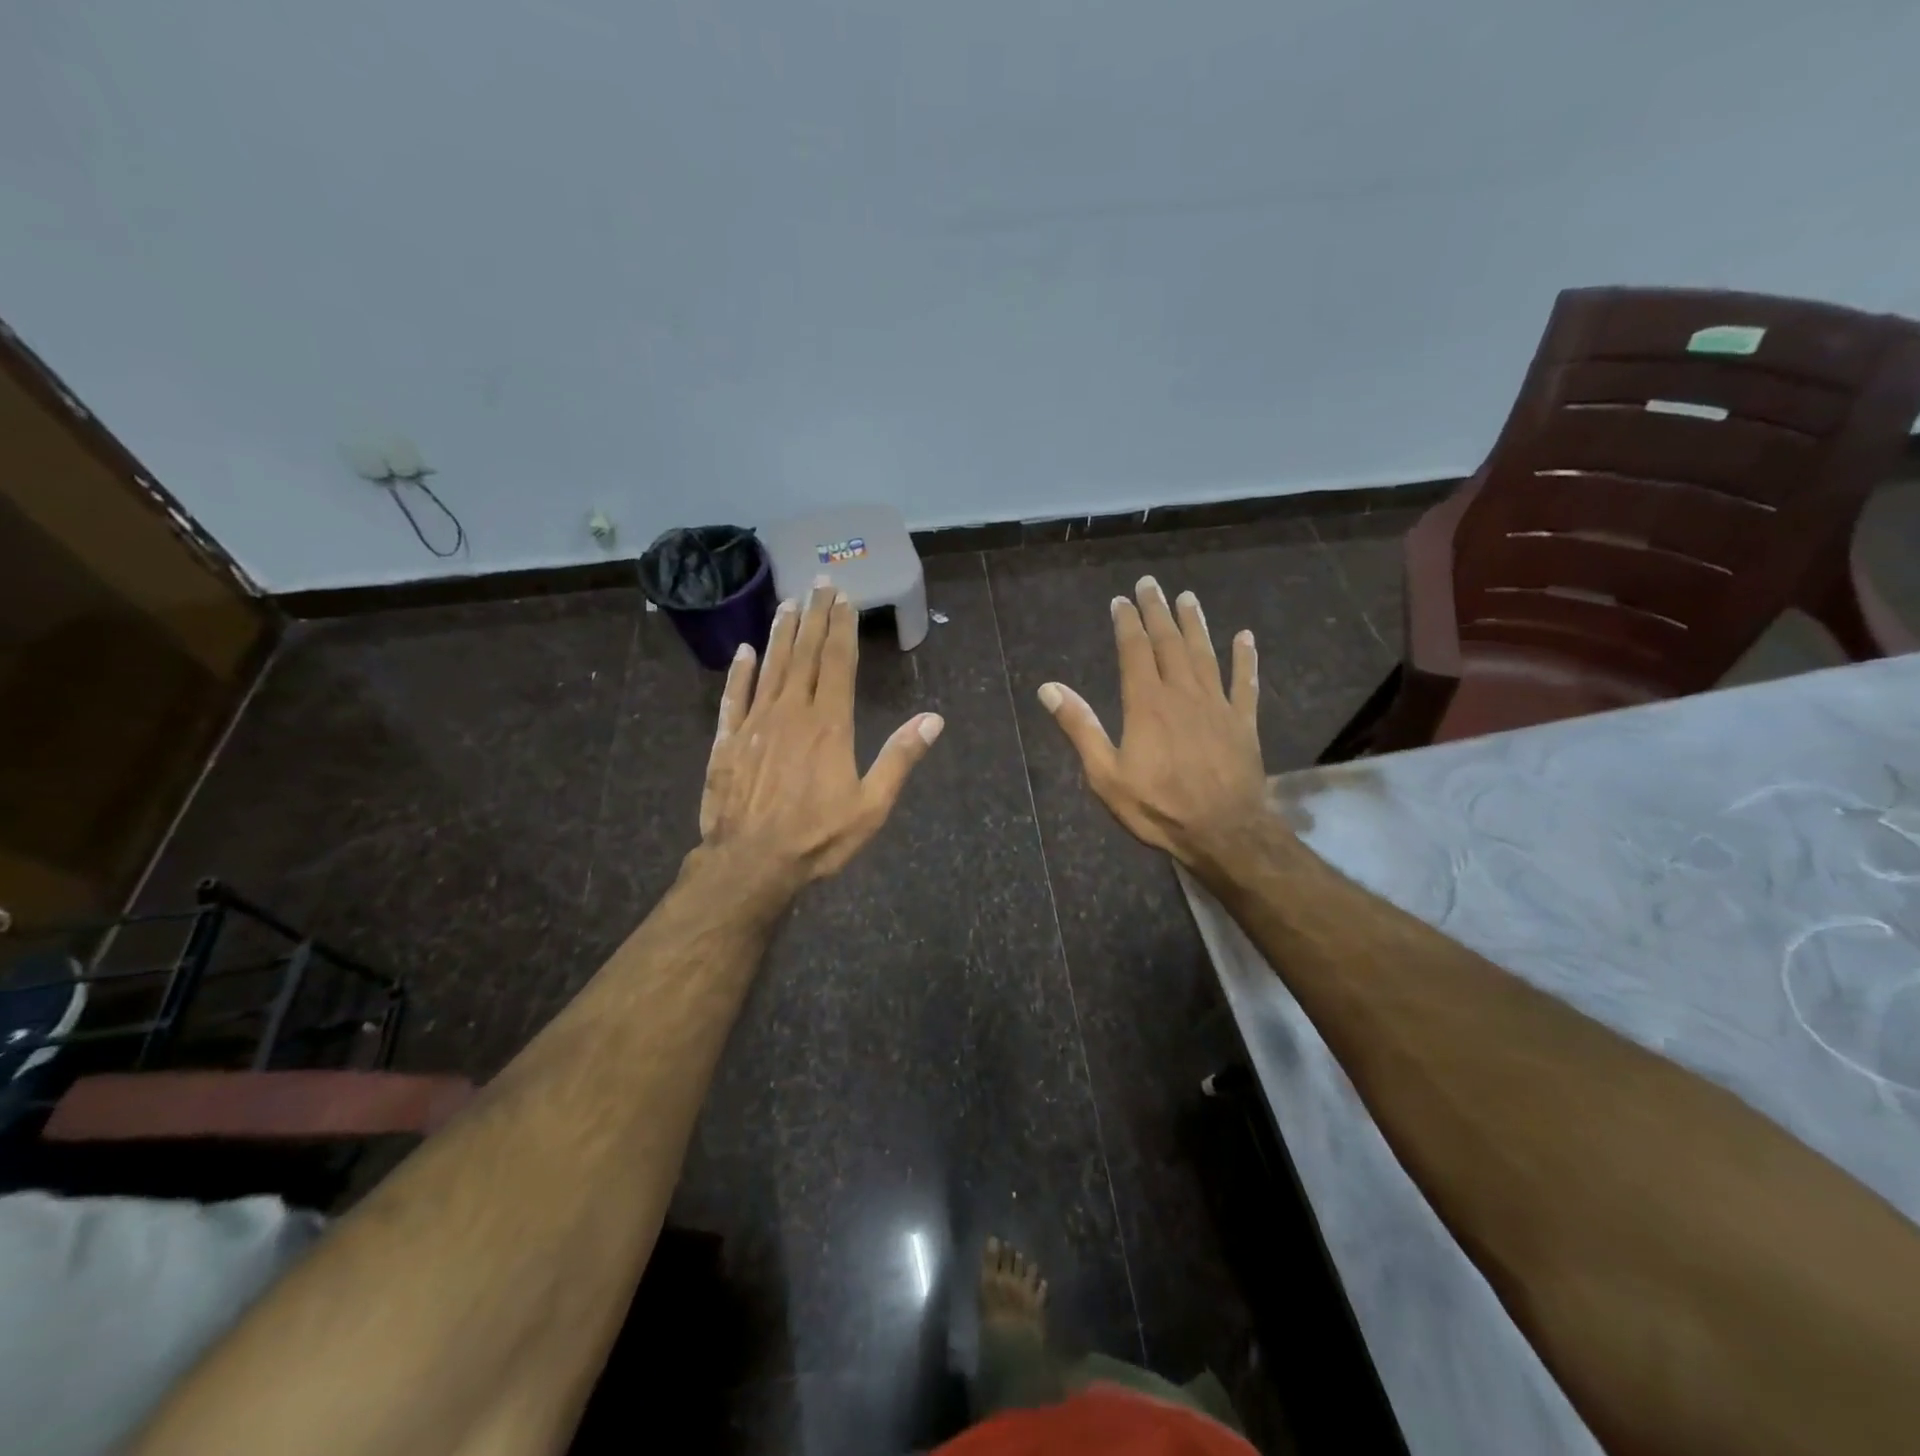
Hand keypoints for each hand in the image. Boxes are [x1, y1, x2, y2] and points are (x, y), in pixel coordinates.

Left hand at [698, 577, 943, 888]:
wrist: (750, 863)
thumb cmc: (817, 837)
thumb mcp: (871, 805)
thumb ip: (900, 758)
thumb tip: (933, 719)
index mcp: (829, 724)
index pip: (839, 662)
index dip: (843, 627)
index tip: (845, 597)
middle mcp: (792, 711)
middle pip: (806, 654)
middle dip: (816, 617)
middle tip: (820, 583)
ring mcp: (756, 723)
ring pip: (771, 666)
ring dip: (781, 633)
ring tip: (790, 603)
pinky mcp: (727, 740)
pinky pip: (733, 697)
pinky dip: (739, 672)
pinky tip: (744, 651)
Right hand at [1038, 576, 1266, 869]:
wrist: (1223, 831)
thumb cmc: (1158, 806)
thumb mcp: (1105, 774)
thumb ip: (1080, 728)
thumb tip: (1049, 689)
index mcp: (1146, 704)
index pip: (1134, 651)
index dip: (1127, 623)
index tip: (1121, 600)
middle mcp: (1183, 693)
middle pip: (1169, 642)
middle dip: (1158, 611)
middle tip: (1151, 584)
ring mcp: (1217, 705)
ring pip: (1205, 654)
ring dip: (1195, 624)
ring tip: (1188, 598)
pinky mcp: (1243, 722)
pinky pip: (1245, 683)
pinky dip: (1244, 659)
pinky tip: (1245, 638)